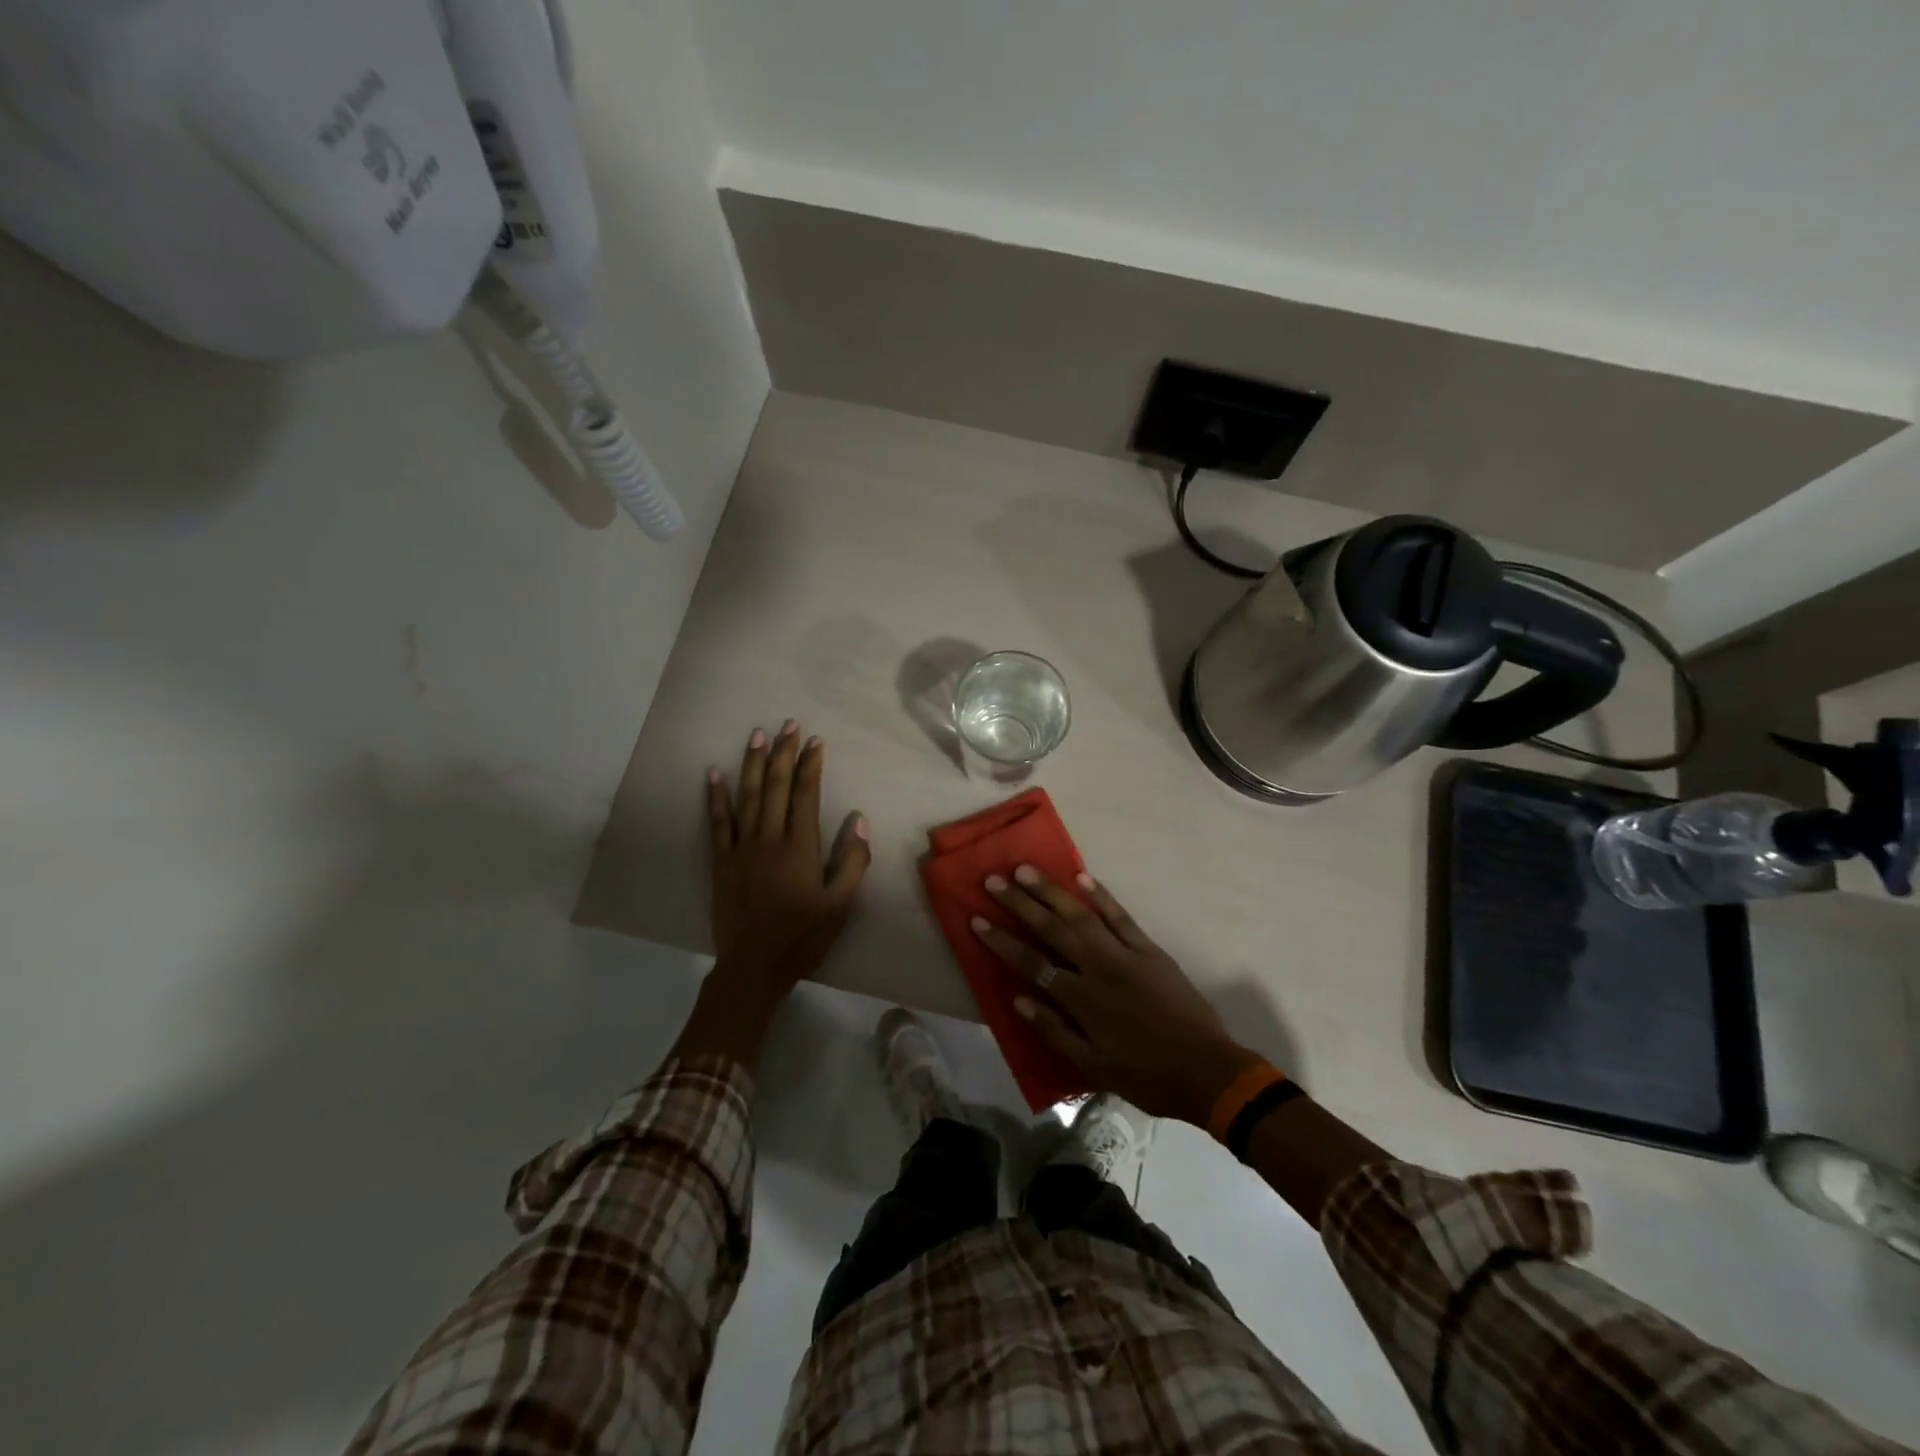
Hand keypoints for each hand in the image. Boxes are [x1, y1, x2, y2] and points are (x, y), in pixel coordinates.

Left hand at [707, 721, 870, 989]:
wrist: (754, 965)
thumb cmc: (803, 935)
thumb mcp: (841, 904)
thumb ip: (853, 861)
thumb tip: (859, 820)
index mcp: (800, 848)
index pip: (805, 795)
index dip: (811, 766)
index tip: (815, 742)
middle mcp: (769, 839)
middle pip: (776, 787)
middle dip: (783, 753)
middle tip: (789, 725)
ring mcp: (741, 848)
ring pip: (748, 796)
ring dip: (753, 763)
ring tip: (758, 736)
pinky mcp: (721, 861)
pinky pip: (717, 822)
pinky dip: (715, 797)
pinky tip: (714, 773)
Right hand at [974, 866, 1264, 1124]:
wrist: (1207, 1070)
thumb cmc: (1146, 1075)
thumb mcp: (1093, 1066)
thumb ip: (1053, 1031)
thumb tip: (1018, 999)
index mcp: (1082, 999)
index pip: (1032, 964)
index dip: (1002, 942)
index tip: (977, 920)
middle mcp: (1099, 968)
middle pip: (1052, 929)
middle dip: (1020, 904)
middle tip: (994, 880)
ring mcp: (1126, 954)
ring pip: (1082, 915)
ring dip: (1052, 891)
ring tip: (1027, 870)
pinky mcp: (1149, 949)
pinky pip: (1121, 916)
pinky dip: (1102, 896)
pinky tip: (1083, 878)